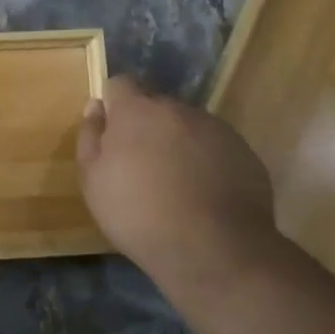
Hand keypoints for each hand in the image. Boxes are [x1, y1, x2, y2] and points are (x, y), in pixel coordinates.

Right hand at [76, 75, 283, 293]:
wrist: (213, 249)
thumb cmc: (138, 214)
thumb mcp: (93, 181)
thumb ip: (89, 137)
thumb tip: (95, 107)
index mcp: (136, 111)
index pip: (121, 84)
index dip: (115, 105)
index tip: (113, 133)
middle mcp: (178, 109)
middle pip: (157, 106)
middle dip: (148, 127)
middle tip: (143, 167)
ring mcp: (216, 129)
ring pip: (188, 126)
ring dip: (179, 144)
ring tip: (178, 185)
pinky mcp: (244, 152)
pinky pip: (216, 147)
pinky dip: (208, 162)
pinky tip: (205, 196)